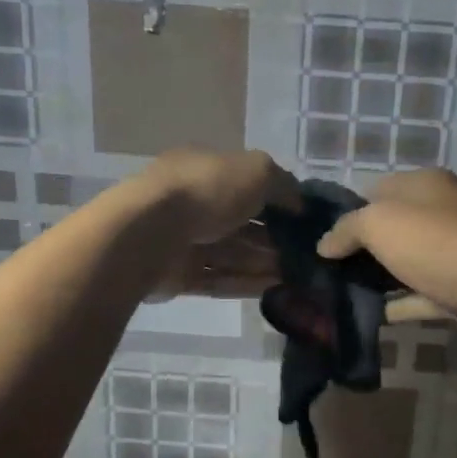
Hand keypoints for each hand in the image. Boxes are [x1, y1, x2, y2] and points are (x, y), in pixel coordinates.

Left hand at [134, 149, 300, 298]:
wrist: (150, 232)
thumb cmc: (207, 189)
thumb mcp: (257, 171)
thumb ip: (283, 185)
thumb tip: (299, 204)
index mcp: (206, 169)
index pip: (247, 183)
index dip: (277, 200)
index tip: (305, 219)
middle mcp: (193, 202)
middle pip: (241, 222)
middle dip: (273, 237)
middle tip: (306, 253)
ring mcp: (184, 240)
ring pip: (232, 253)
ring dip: (264, 263)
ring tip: (298, 275)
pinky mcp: (179, 275)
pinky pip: (218, 279)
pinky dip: (246, 283)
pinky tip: (276, 288)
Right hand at [315, 169, 456, 321]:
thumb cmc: (438, 242)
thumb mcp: (380, 223)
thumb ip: (347, 229)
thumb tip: (325, 244)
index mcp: (423, 184)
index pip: (375, 190)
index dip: (347, 213)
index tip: (323, 241)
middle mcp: (442, 210)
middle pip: (392, 227)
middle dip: (362, 249)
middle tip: (327, 272)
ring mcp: (455, 249)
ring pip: (407, 261)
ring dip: (380, 278)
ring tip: (342, 296)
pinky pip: (423, 293)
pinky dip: (402, 303)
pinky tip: (374, 316)